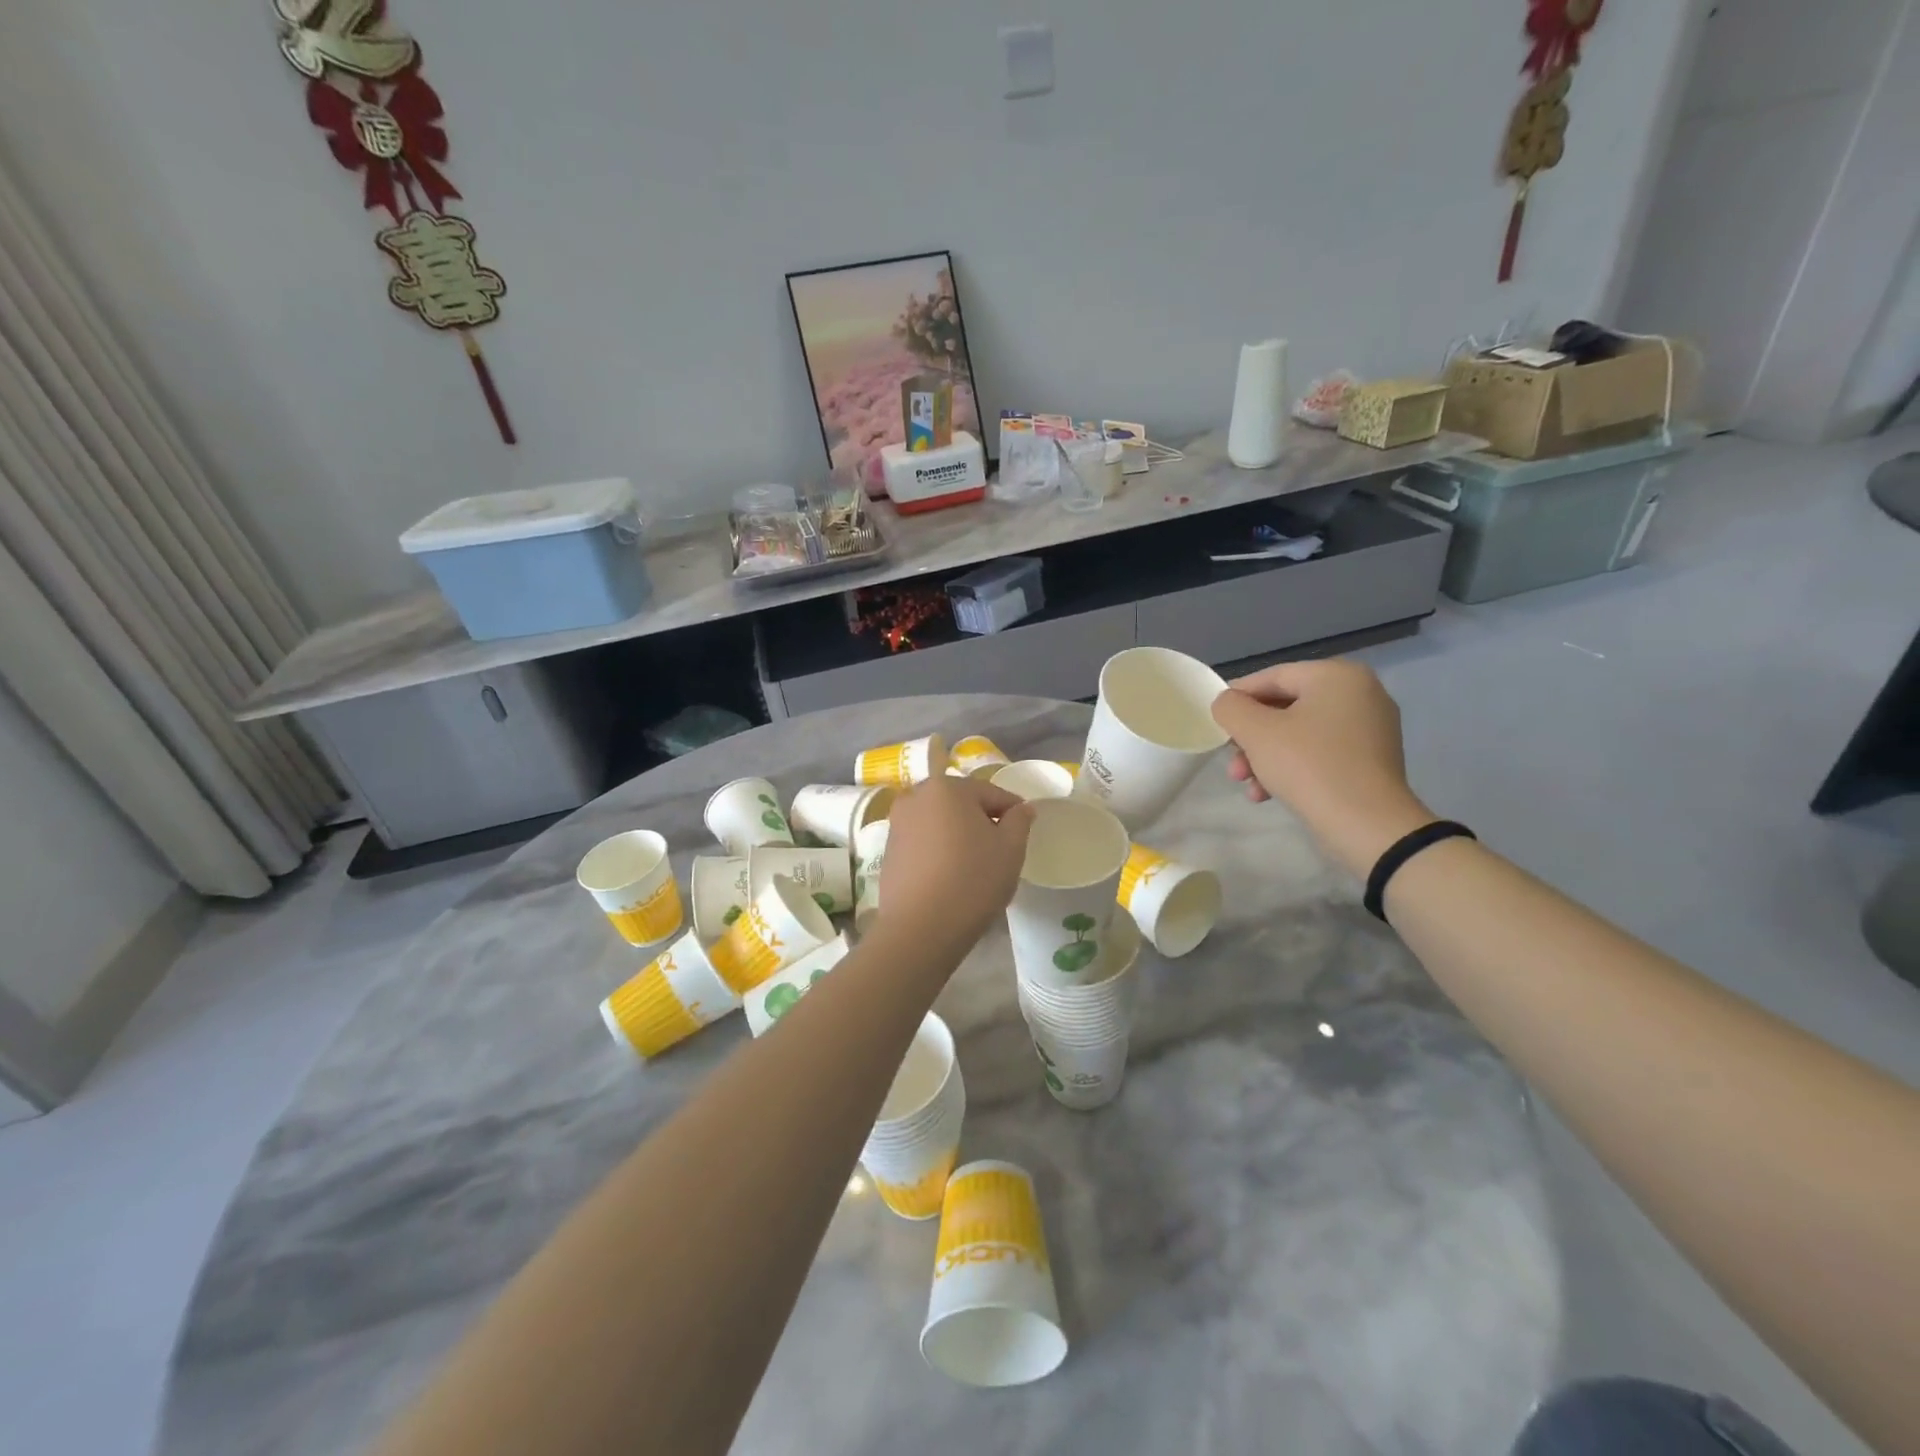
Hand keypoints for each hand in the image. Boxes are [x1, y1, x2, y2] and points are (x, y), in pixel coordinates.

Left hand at [879, 776, 1033, 948]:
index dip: (1012, 810)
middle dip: (982, 820)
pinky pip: (923, 841)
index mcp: (947, 787)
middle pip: (961, 803)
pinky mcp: (889, 850)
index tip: (1025, 830)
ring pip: (940, 821)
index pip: (990, 792)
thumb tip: (1022, 808)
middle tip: (1001, 848)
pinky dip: (939, 849)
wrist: (920, 928)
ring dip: (959, 834)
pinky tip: (950, 875)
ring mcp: (897, 823)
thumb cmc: (972, 880)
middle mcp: (916, 797)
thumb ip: (1020, 821)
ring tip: (975, 864)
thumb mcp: (1010, 849)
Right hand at [1210, 659, 1434, 877]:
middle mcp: (1360, 693)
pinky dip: (1292, 767)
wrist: (1367, 825)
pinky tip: (1269, 793)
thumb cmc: (1308, 766)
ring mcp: (1370, 728)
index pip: (1273, 677)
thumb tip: (1227, 703)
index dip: (1237, 698)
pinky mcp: (1371, 760)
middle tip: (1231, 761)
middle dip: (1251, 737)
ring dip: (1266, 757)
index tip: (1216, 722)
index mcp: (1337, 676)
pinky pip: (1321, 753)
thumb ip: (1231, 707)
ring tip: (1247, 784)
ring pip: (1300, 734)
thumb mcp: (1256, 732)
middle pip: (1285, 708)